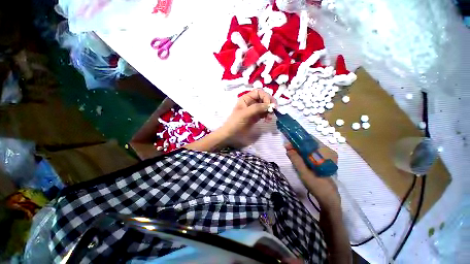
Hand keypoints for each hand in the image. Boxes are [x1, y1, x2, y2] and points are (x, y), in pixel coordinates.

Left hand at [219, 89, 276, 146]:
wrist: (231, 134)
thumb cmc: (235, 122)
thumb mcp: (245, 114)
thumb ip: (256, 108)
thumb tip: (269, 105)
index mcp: (246, 98)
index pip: (259, 92)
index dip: (265, 97)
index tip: (269, 105)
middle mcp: (251, 102)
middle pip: (264, 98)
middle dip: (269, 103)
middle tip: (274, 110)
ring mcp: (254, 110)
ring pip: (265, 106)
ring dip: (270, 110)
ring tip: (270, 118)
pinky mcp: (256, 117)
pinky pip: (264, 113)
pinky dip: (268, 115)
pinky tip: (268, 120)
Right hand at [285, 143, 340, 211]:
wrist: (329, 198)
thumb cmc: (317, 185)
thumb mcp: (304, 172)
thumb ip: (295, 159)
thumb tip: (287, 148)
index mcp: (326, 153)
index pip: (310, 140)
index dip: (297, 141)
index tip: (288, 144)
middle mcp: (329, 151)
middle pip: (310, 143)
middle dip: (297, 145)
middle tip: (288, 149)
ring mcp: (328, 156)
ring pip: (311, 148)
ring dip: (300, 150)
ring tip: (291, 153)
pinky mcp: (326, 160)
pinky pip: (313, 153)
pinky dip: (305, 154)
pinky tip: (299, 158)